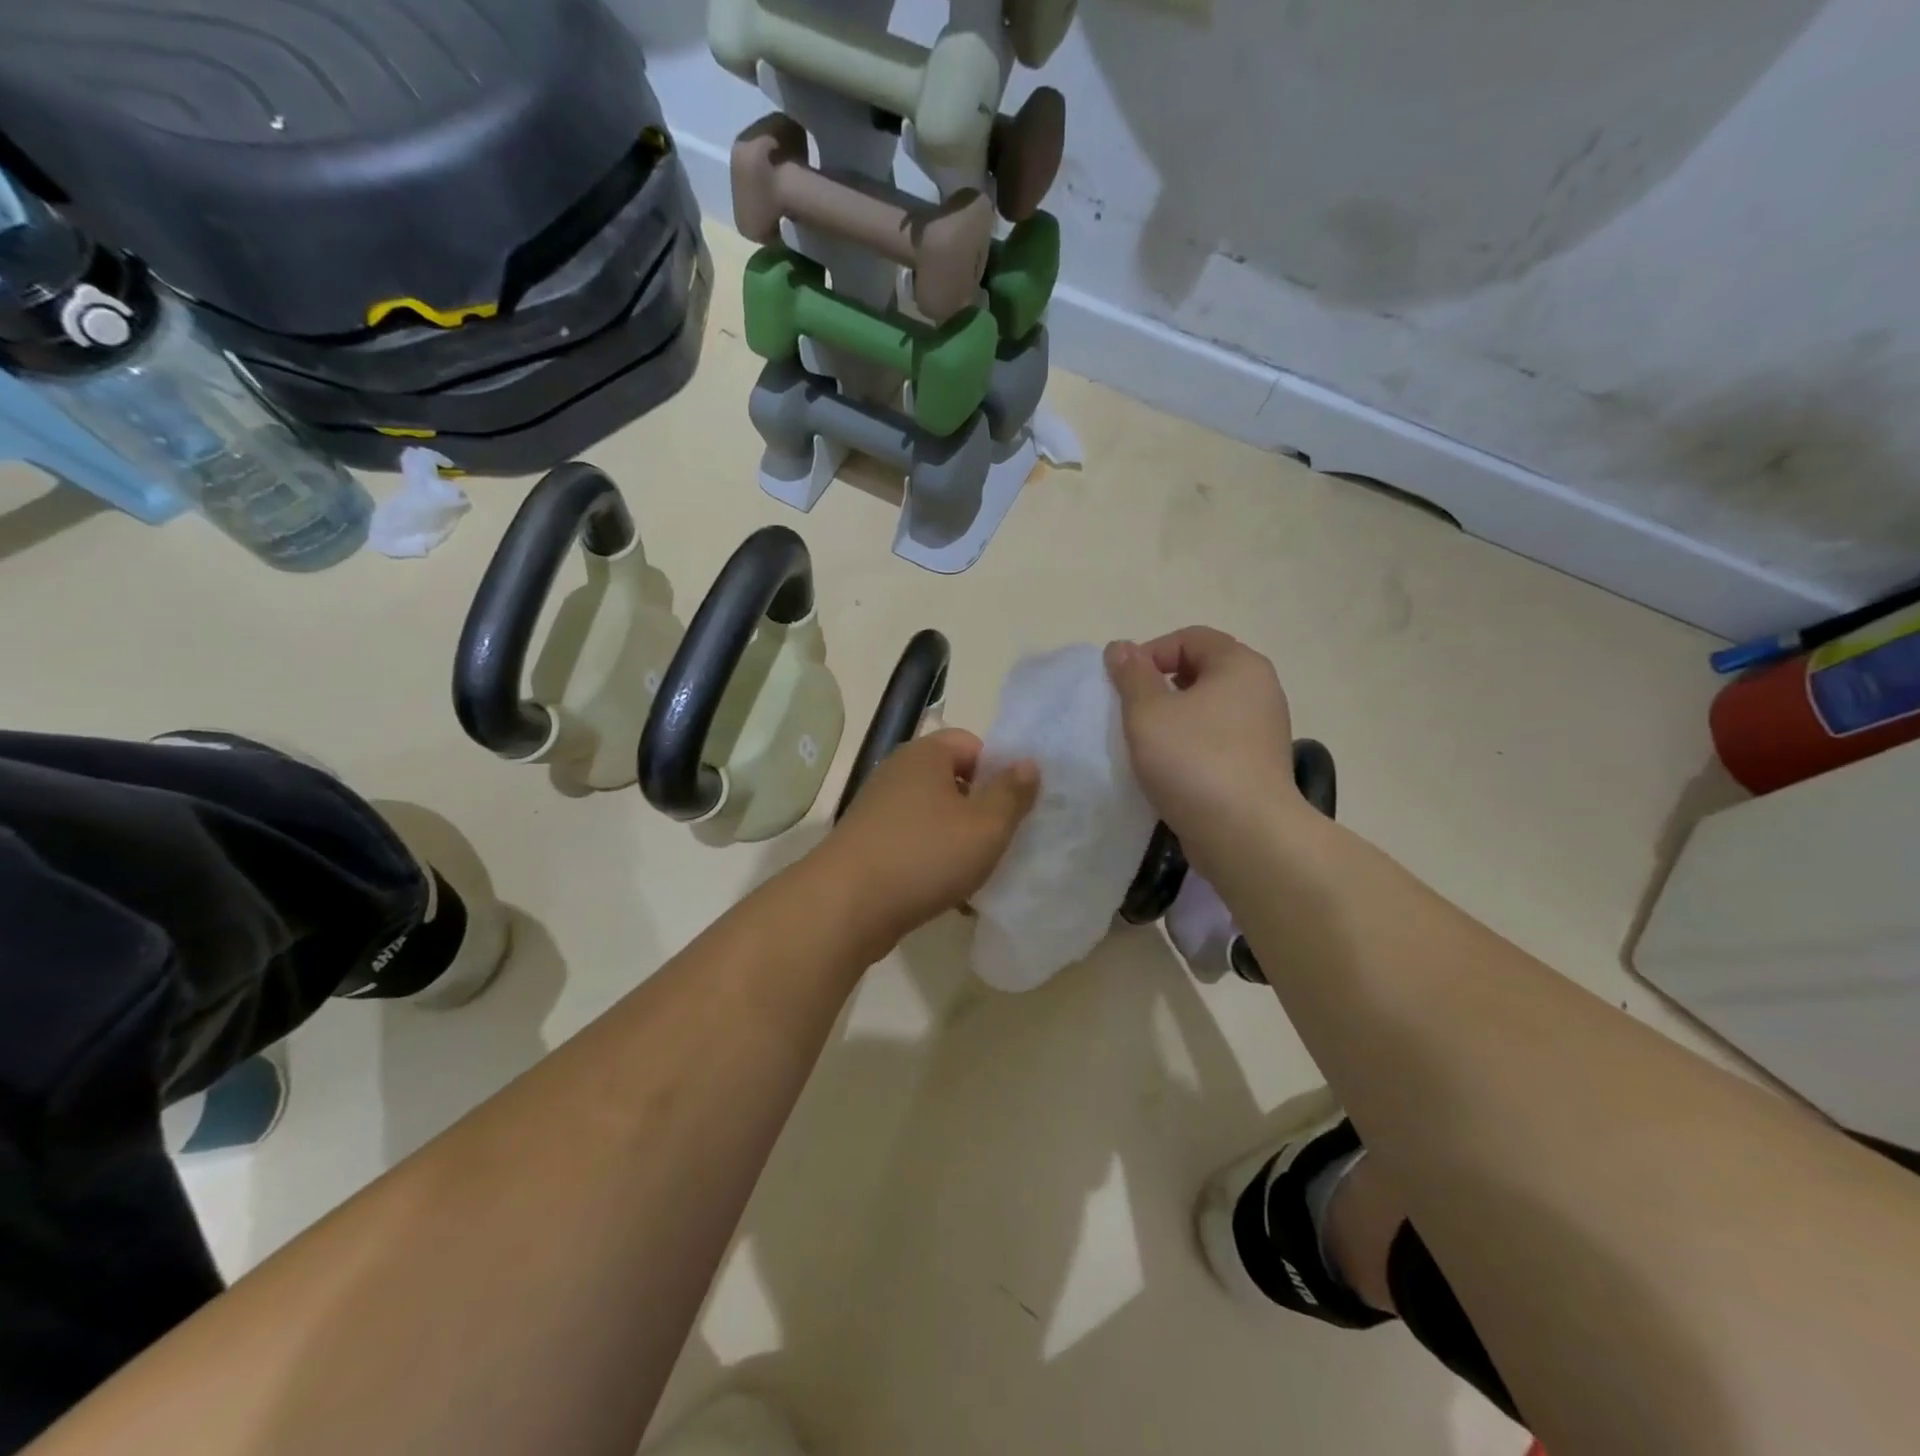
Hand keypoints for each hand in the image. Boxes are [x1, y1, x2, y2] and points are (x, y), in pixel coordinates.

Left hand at [820, 729, 1039, 956]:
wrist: (845, 906)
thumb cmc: (925, 856)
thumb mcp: (986, 826)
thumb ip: (1012, 793)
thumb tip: (1028, 763)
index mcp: (925, 755)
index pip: (971, 743)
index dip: (998, 771)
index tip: (1012, 807)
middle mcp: (897, 773)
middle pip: (953, 781)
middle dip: (980, 811)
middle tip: (1001, 842)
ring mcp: (878, 809)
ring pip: (934, 817)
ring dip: (958, 842)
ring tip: (977, 876)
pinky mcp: (867, 843)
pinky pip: (913, 843)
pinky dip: (932, 862)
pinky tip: (948, 896)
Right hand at [1105, 628, 1302, 849]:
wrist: (1246, 833)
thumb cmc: (1194, 761)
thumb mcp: (1148, 712)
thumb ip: (1131, 675)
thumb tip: (1120, 647)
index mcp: (1239, 665)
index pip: (1189, 637)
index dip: (1150, 653)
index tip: (1124, 686)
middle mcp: (1260, 689)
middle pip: (1201, 670)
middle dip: (1161, 685)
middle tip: (1133, 713)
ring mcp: (1263, 729)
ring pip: (1208, 708)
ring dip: (1174, 718)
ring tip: (1147, 743)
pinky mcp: (1258, 764)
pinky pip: (1217, 739)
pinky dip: (1191, 744)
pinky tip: (1170, 768)